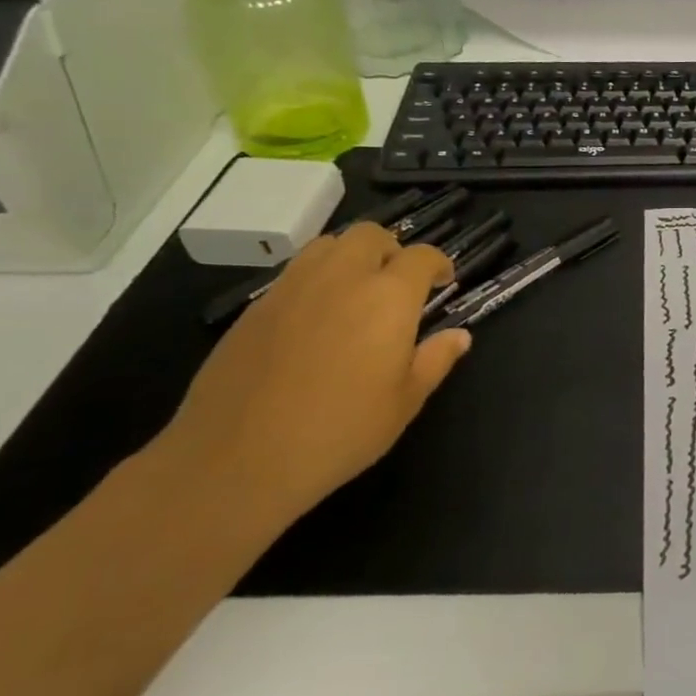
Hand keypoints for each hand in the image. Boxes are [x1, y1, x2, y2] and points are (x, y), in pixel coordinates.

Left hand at [155, 224, 471, 522]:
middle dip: (392, 250)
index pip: (421, 256)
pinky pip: (294, 274)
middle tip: (398, 283)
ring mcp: (293, 289)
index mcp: (388, 297)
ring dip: (351, 257)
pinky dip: (316, 280)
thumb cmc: (339, 432)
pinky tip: (316, 318)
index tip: (443, 281)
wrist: (236, 459)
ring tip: (356, 291)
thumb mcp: (404, 403)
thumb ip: (435, 360)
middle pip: (370, 235)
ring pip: (328, 246)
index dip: (437, 263)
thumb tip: (459, 336)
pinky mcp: (256, 309)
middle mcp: (342, 278)